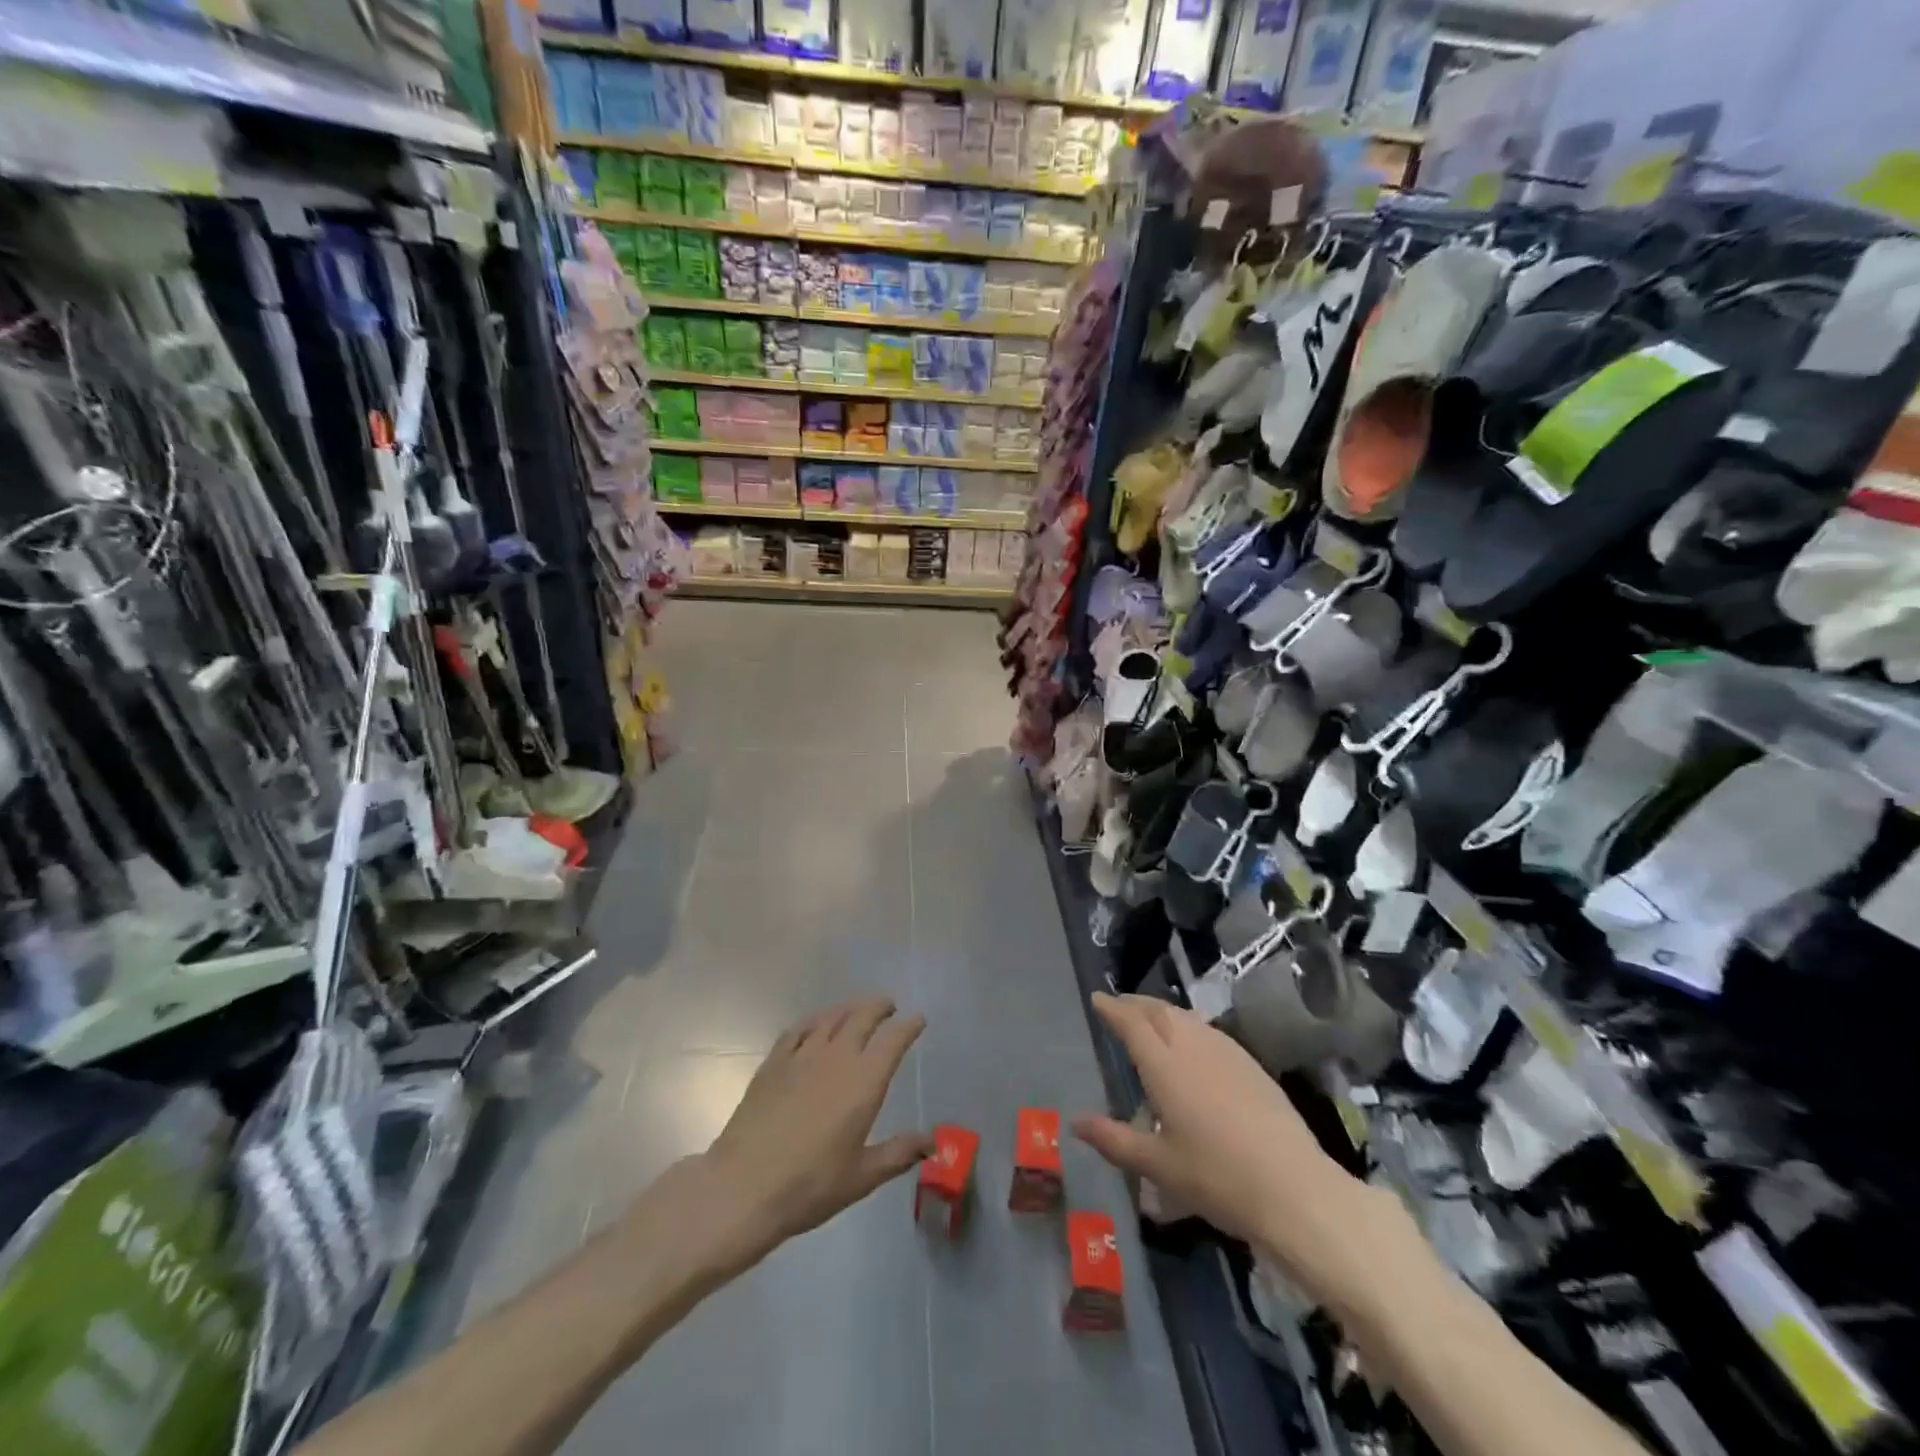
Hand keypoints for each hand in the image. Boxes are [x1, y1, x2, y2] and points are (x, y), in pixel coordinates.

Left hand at [685, 997, 931, 1273]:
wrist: (743, 1186)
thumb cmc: (809, 1185)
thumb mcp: (862, 1177)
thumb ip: (899, 1153)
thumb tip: (932, 1142)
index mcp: (864, 1081)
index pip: (893, 1040)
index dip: (908, 1026)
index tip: (918, 1019)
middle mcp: (836, 1057)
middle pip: (862, 1017)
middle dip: (879, 1007)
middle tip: (889, 1005)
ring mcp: (802, 1056)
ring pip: (831, 1017)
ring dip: (850, 1008)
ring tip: (858, 1008)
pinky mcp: (774, 1062)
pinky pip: (799, 1029)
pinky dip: (815, 1020)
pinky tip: (816, 1025)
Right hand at [1072, 993, 1404, 1315]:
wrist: (1294, 1188)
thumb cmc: (1216, 1178)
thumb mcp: (1158, 1166)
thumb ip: (1114, 1139)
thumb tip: (1076, 1122)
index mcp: (1164, 1065)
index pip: (1131, 1023)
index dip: (1112, 1008)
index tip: (1096, 998)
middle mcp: (1193, 1047)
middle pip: (1159, 1011)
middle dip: (1135, 1003)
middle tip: (1118, 1005)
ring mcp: (1226, 1053)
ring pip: (1186, 1018)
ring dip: (1162, 1012)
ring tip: (1150, 1020)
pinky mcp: (1251, 1065)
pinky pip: (1209, 1031)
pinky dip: (1188, 1026)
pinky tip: (1192, 1045)